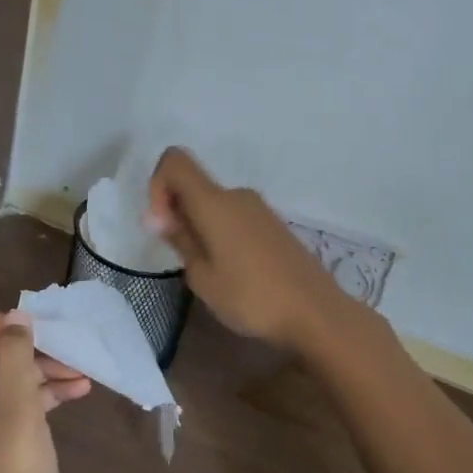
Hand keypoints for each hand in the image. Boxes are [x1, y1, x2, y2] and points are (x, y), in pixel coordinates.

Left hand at [0, 311, 90, 472]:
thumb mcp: (18, 414)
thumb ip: (16, 360)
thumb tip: (15, 317)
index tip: (27, 325)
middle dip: (25, 349)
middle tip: (64, 346)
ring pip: (3, 383)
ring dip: (41, 373)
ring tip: (82, 372)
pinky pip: (13, 407)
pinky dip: (42, 397)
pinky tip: (78, 392)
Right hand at [145, 148, 345, 350]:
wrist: (315, 312)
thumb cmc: (251, 297)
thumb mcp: (203, 276)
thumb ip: (180, 239)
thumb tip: (161, 216)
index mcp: (215, 201)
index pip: (175, 161)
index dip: (157, 186)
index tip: (162, 226)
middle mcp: (237, 195)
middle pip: (194, 186)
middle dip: (178, 215)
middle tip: (185, 261)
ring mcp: (260, 209)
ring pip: (215, 206)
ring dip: (201, 228)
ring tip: (212, 273)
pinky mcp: (275, 226)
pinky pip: (236, 218)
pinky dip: (223, 235)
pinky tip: (235, 272)